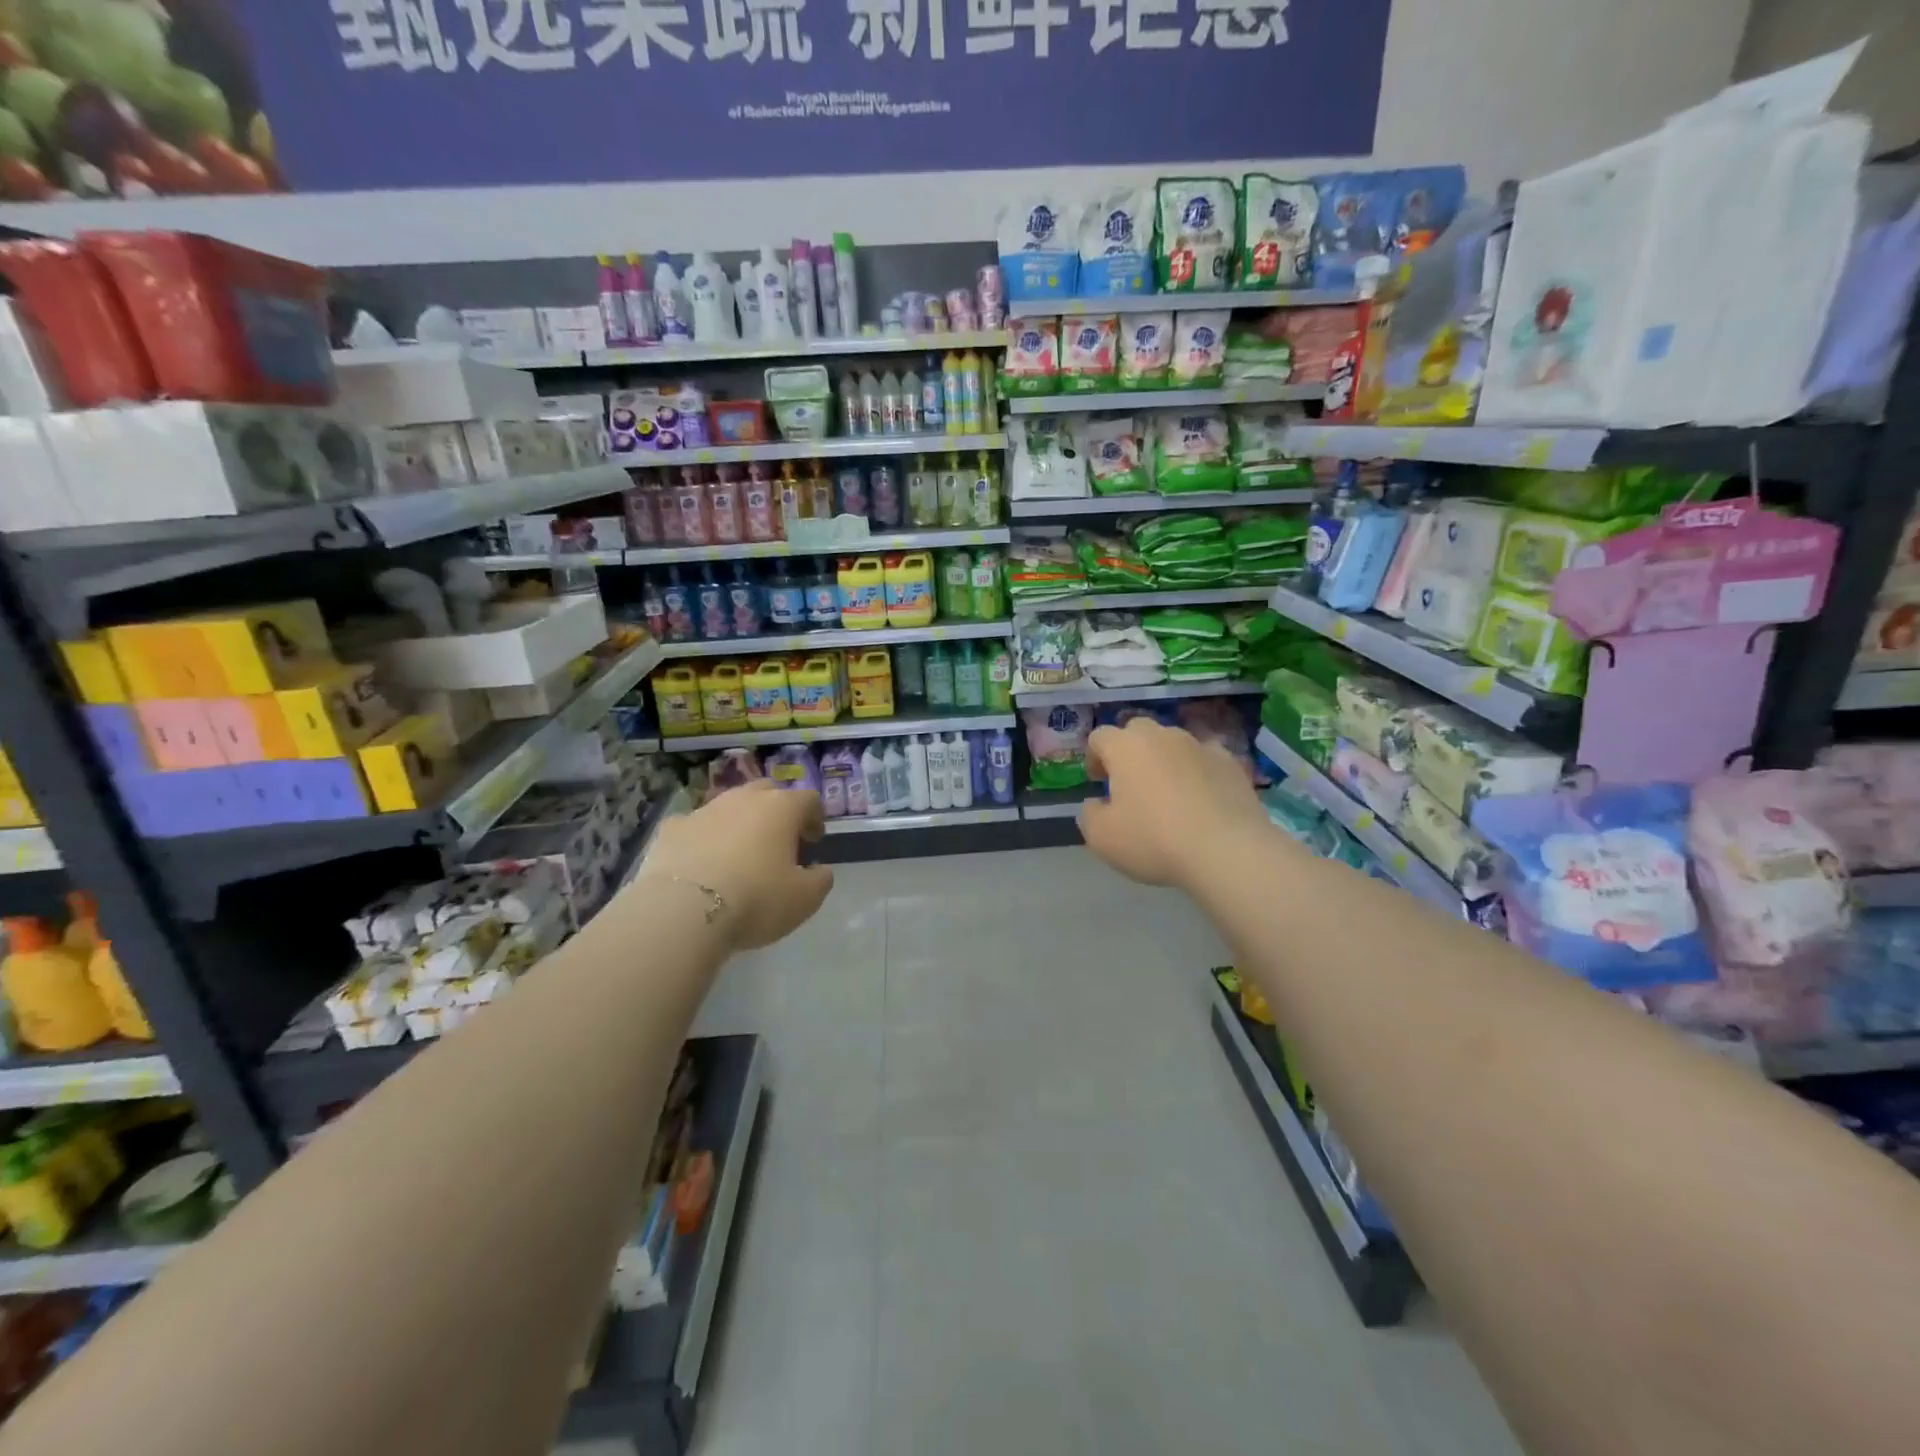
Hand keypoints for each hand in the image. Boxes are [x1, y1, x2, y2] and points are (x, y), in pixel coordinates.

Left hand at [642, 782, 833, 950]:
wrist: (683, 911)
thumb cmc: (756, 899)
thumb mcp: (805, 899)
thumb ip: (820, 879)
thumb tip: (819, 869)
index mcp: (781, 808)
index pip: (808, 799)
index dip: (815, 818)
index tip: (814, 841)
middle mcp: (744, 798)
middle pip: (767, 792)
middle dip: (777, 812)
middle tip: (779, 841)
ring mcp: (704, 810)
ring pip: (729, 805)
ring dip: (739, 823)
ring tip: (739, 854)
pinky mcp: (672, 827)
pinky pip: (695, 826)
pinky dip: (703, 838)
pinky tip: (701, 863)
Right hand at [1078, 719, 1273, 891]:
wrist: (1227, 850)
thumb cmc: (1153, 840)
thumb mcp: (1101, 837)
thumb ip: (1090, 814)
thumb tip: (1097, 803)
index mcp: (1126, 747)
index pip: (1100, 736)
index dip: (1094, 757)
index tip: (1097, 782)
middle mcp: (1162, 736)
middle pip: (1138, 731)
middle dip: (1129, 751)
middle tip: (1129, 783)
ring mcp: (1200, 746)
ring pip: (1174, 743)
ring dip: (1164, 760)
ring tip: (1169, 794)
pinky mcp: (1232, 763)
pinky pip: (1205, 759)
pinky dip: (1198, 772)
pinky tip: (1201, 800)